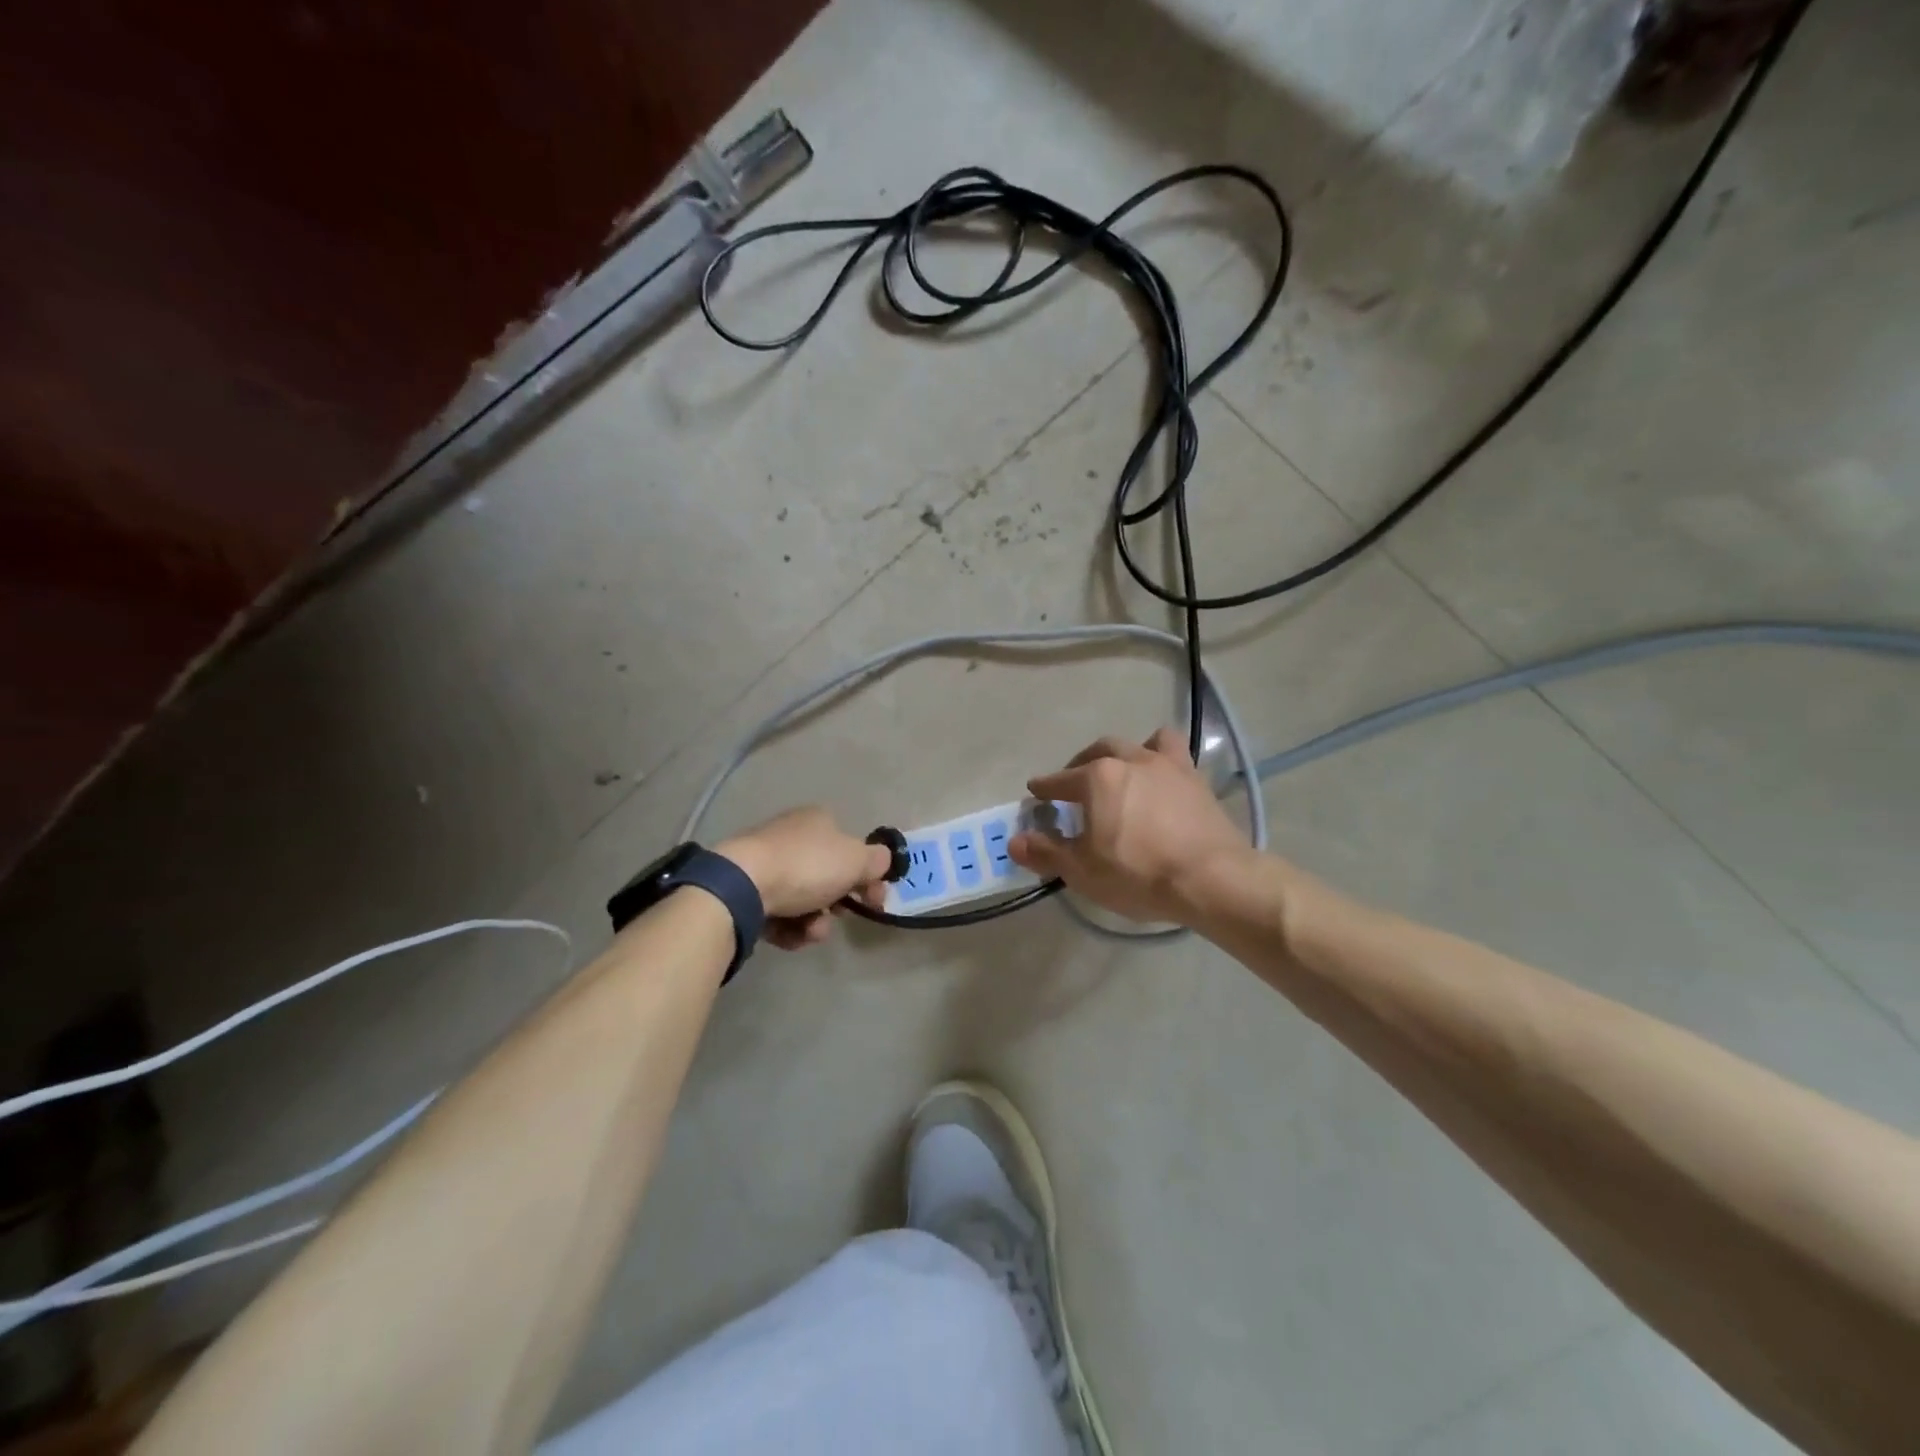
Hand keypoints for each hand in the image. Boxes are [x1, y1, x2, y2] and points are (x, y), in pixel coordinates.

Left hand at [717, 807, 892, 950]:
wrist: (742, 886)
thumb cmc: (806, 867)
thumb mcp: (856, 860)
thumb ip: (877, 861)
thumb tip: (882, 862)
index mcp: (818, 821)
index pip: (851, 847)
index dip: (868, 876)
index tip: (875, 901)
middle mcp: (792, 836)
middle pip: (827, 877)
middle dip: (837, 903)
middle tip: (838, 916)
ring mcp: (766, 863)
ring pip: (804, 900)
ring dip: (814, 922)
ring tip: (809, 932)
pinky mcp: (746, 891)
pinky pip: (778, 914)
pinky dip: (788, 928)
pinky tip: (788, 936)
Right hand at [1009, 727, 1251, 924]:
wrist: (1212, 878)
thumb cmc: (1139, 874)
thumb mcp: (1083, 871)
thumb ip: (1047, 852)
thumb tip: (1014, 841)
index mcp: (1097, 778)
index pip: (1060, 780)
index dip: (1045, 787)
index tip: (1035, 791)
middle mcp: (1131, 760)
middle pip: (1099, 752)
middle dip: (1081, 764)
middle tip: (1075, 782)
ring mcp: (1168, 766)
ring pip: (1141, 743)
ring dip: (1125, 753)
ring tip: (1123, 770)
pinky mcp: (1197, 779)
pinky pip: (1175, 755)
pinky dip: (1162, 760)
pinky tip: (1162, 779)